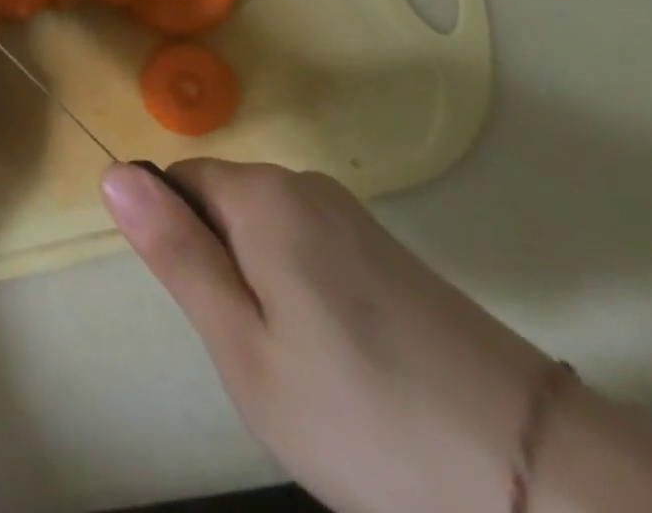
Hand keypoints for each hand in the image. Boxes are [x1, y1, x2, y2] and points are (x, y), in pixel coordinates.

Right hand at [102, 159, 550, 512]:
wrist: (539, 477)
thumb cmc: (361, 413)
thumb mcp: (243, 346)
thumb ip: (175, 252)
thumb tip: (112, 174)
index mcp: (260, 195)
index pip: (175, 182)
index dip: (176, 245)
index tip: (209, 315)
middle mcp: (303, 183)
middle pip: (221, 203)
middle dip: (219, 265)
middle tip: (255, 353)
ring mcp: (352, 215)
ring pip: (265, 231)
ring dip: (260, 283)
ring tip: (301, 366)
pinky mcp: (388, 250)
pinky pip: (309, 248)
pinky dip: (303, 292)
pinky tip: (344, 361)